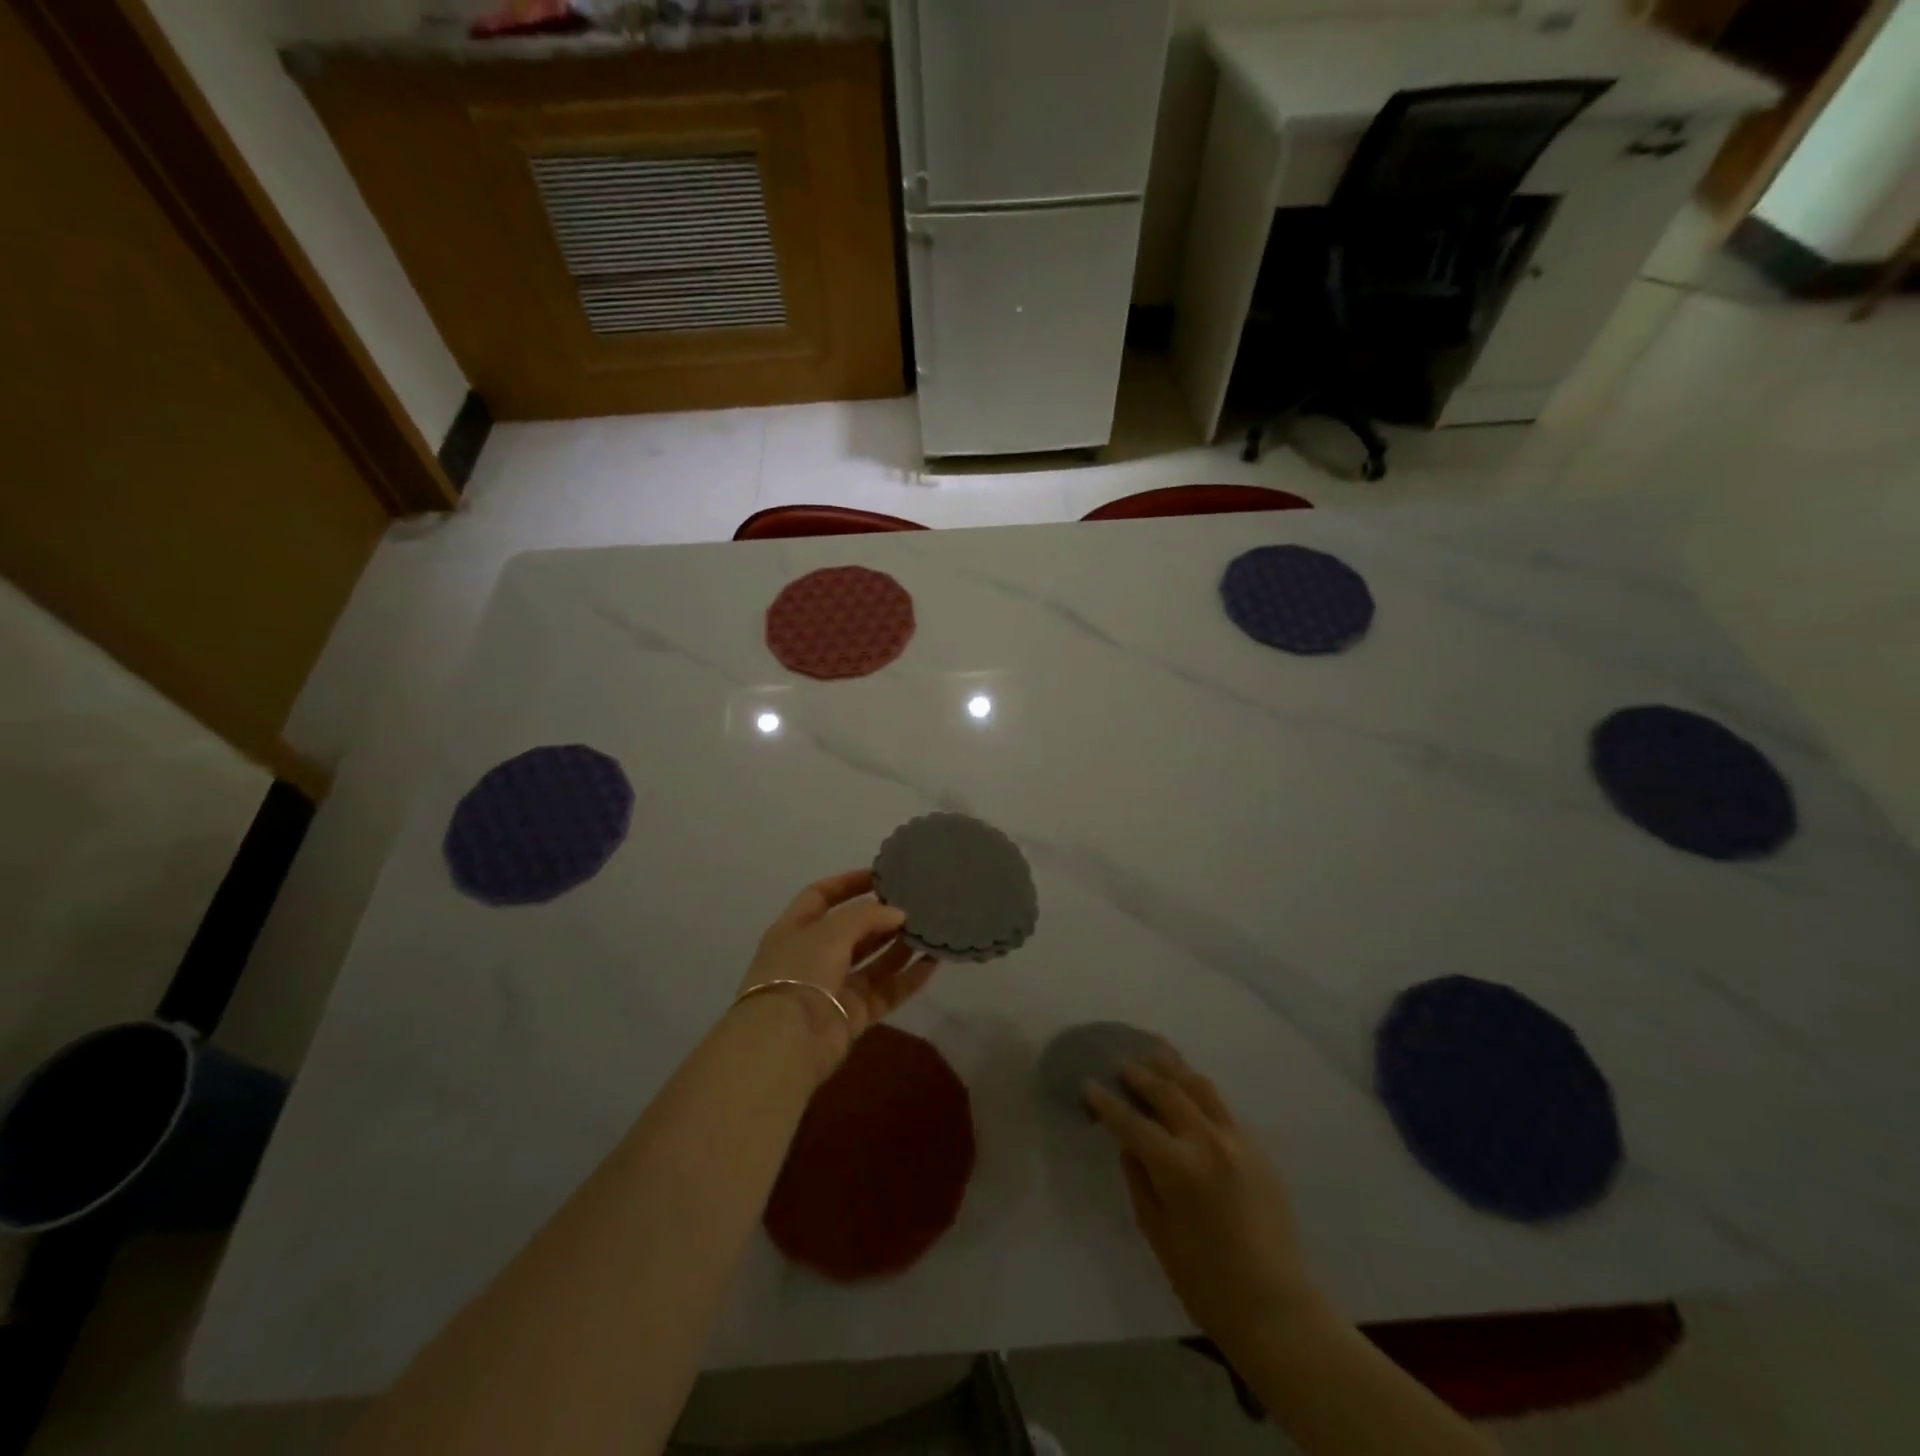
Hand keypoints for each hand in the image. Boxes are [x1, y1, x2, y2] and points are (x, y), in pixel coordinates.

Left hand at [737, 869, 935, 1077]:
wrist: (787, 1040)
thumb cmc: (801, 971)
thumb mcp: (831, 930)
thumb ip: (868, 916)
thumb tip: (899, 914)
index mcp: (795, 929)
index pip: (821, 895)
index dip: (848, 883)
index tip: (881, 875)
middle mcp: (813, 955)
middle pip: (852, 929)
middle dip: (882, 917)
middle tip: (915, 903)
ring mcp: (834, 986)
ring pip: (873, 961)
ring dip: (899, 945)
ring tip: (930, 928)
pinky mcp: (854, 1014)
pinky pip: (886, 991)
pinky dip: (908, 978)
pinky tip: (933, 962)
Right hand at [1086, 1047, 1320, 1354]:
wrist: (1275, 1307)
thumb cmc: (1205, 1281)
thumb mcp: (1156, 1231)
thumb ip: (1139, 1178)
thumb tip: (1130, 1142)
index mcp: (1178, 1167)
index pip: (1132, 1122)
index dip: (1107, 1103)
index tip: (1088, 1085)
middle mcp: (1208, 1142)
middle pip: (1168, 1092)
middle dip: (1140, 1075)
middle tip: (1121, 1063)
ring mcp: (1238, 1141)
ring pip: (1201, 1087)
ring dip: (1174, 1068)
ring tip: (1156, 1052)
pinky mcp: (1258, 1148)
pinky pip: (1223, 1107)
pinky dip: (1200, 1090)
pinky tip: (1189, 1086)